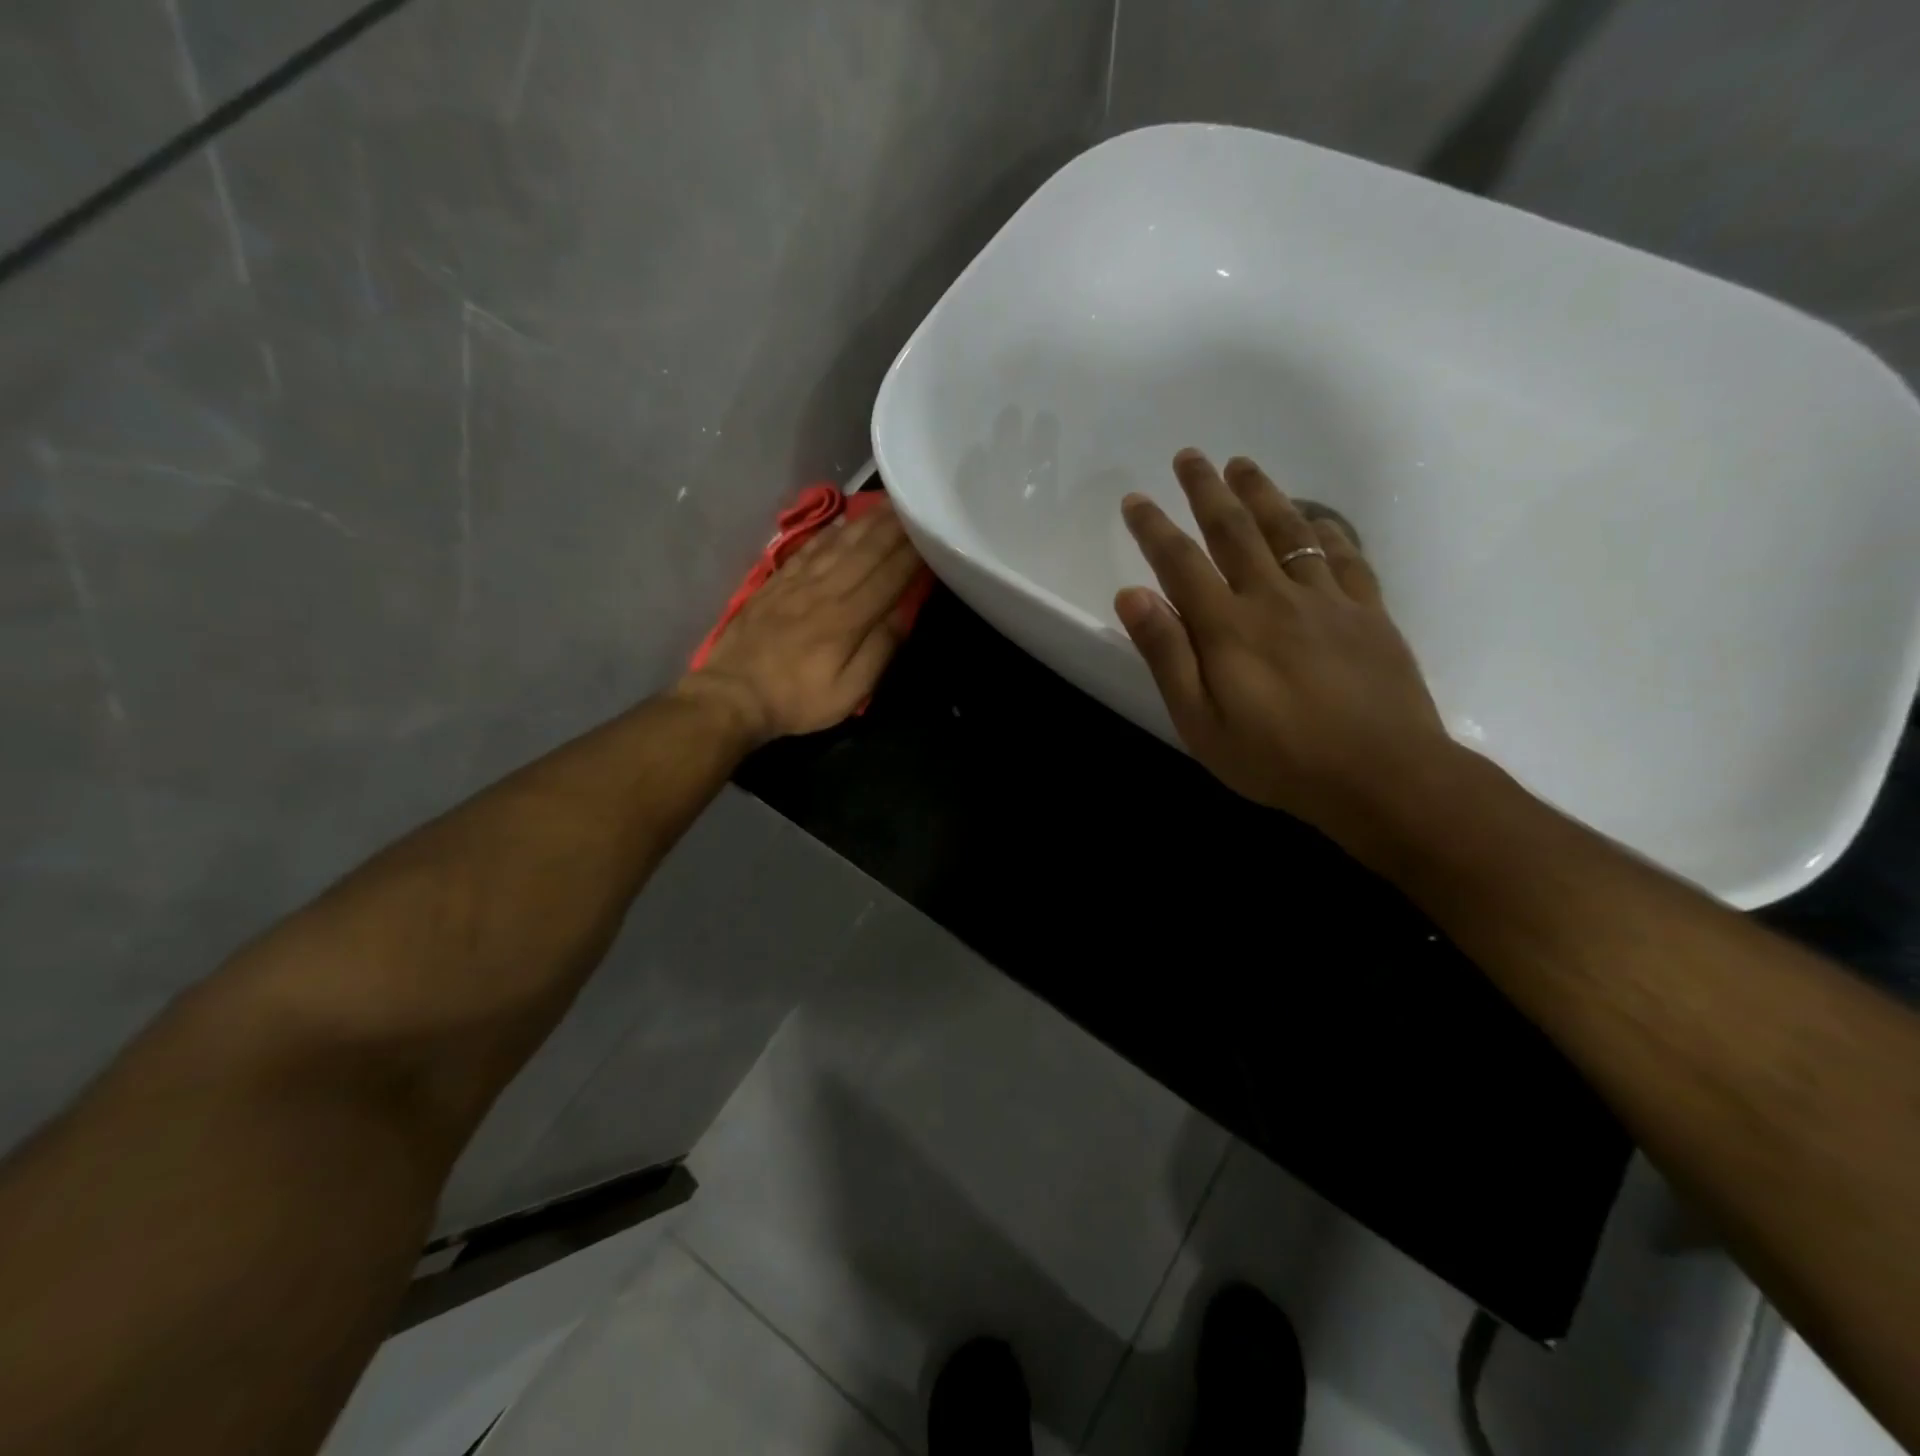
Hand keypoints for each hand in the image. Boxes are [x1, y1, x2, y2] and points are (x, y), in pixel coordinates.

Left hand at [683, 500, 924, 742]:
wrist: (732, 695)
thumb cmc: (797, 700)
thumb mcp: (848, 692)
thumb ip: (878, 650)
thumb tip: (903, 612)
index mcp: (847, 619)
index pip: (889, 577)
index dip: (913, 554)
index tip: (932, 534)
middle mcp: (825, 591)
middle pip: (866, 551)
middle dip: (894, 528)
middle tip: (915, 505)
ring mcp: (797, 583)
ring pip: (838, 544)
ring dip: (866, 522)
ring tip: (887, 504)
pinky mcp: (776, 583)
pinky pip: (808, 549)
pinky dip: (829, 532)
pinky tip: (842, 521)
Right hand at [1116, 449, 1457, 852]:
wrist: (1383, 777)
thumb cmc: (1278, 759)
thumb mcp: (1201, 722)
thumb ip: (1167, 656)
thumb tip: (1131, 595)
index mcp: (1227, 627)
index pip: (1180, 563)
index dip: (1154, 528)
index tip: (1135, 499)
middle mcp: (1274, 598)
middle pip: (1234, 531)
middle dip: (1206, 491)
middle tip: (1189, 456)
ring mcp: (1326, 600)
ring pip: (1290, 531)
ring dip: (1262, 494)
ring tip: (1242, 464)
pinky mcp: (1368, 613)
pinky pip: (1345, 556)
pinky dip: (1326, 530)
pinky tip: (1316, 519)